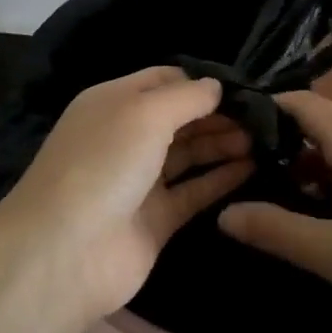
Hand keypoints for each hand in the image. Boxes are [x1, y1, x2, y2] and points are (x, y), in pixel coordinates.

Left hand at [0, 66, 253, 321]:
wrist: (67, 252)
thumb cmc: (104, 164)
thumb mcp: (145, 113)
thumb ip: (187, 96)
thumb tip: (217, 86)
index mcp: (114, 102)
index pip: (164, 80)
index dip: (201, 81)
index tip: (244, 87)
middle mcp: (126, 137)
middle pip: (180, 117)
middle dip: (218, 114)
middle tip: (263, 118)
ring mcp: (140, 181)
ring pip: (189, 154)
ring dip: (223, 143)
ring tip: (264, 139)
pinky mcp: (156, 220)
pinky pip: (194, 191)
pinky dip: (221, 179)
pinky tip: (253, 167)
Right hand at [218, 91, 331, 332]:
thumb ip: (276, 230)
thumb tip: (223, 213)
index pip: (305, 104)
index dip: (268, 108)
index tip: (231, 128)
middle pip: (323, 125)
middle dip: (283, 141)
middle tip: (243, 167)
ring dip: (308, 166)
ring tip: (274, 194)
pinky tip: (324, 218)